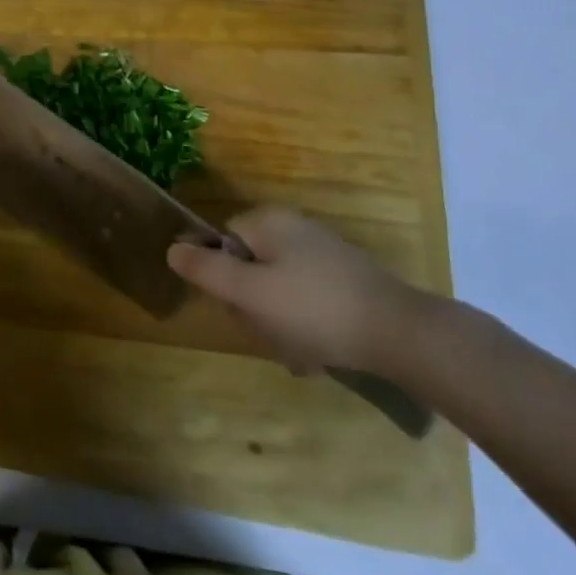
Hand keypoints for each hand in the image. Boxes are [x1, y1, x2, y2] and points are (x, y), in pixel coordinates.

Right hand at [166, 205, 428, 374]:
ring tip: (300, 351)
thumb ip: (207, 270)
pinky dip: (306, 325)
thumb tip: (172, 250)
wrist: (403, 334)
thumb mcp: (250, 293)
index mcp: (268, 221)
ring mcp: (323, 252)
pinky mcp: (346, 278)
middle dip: (254, 307)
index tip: (241, 310)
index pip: (222, 243)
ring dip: (279, 324)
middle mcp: (293, 228)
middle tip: (272, 335)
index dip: (223, 279)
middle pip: (249, 267)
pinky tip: (319, 353)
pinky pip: (307, 299)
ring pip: (277, 289)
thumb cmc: (316, 310)